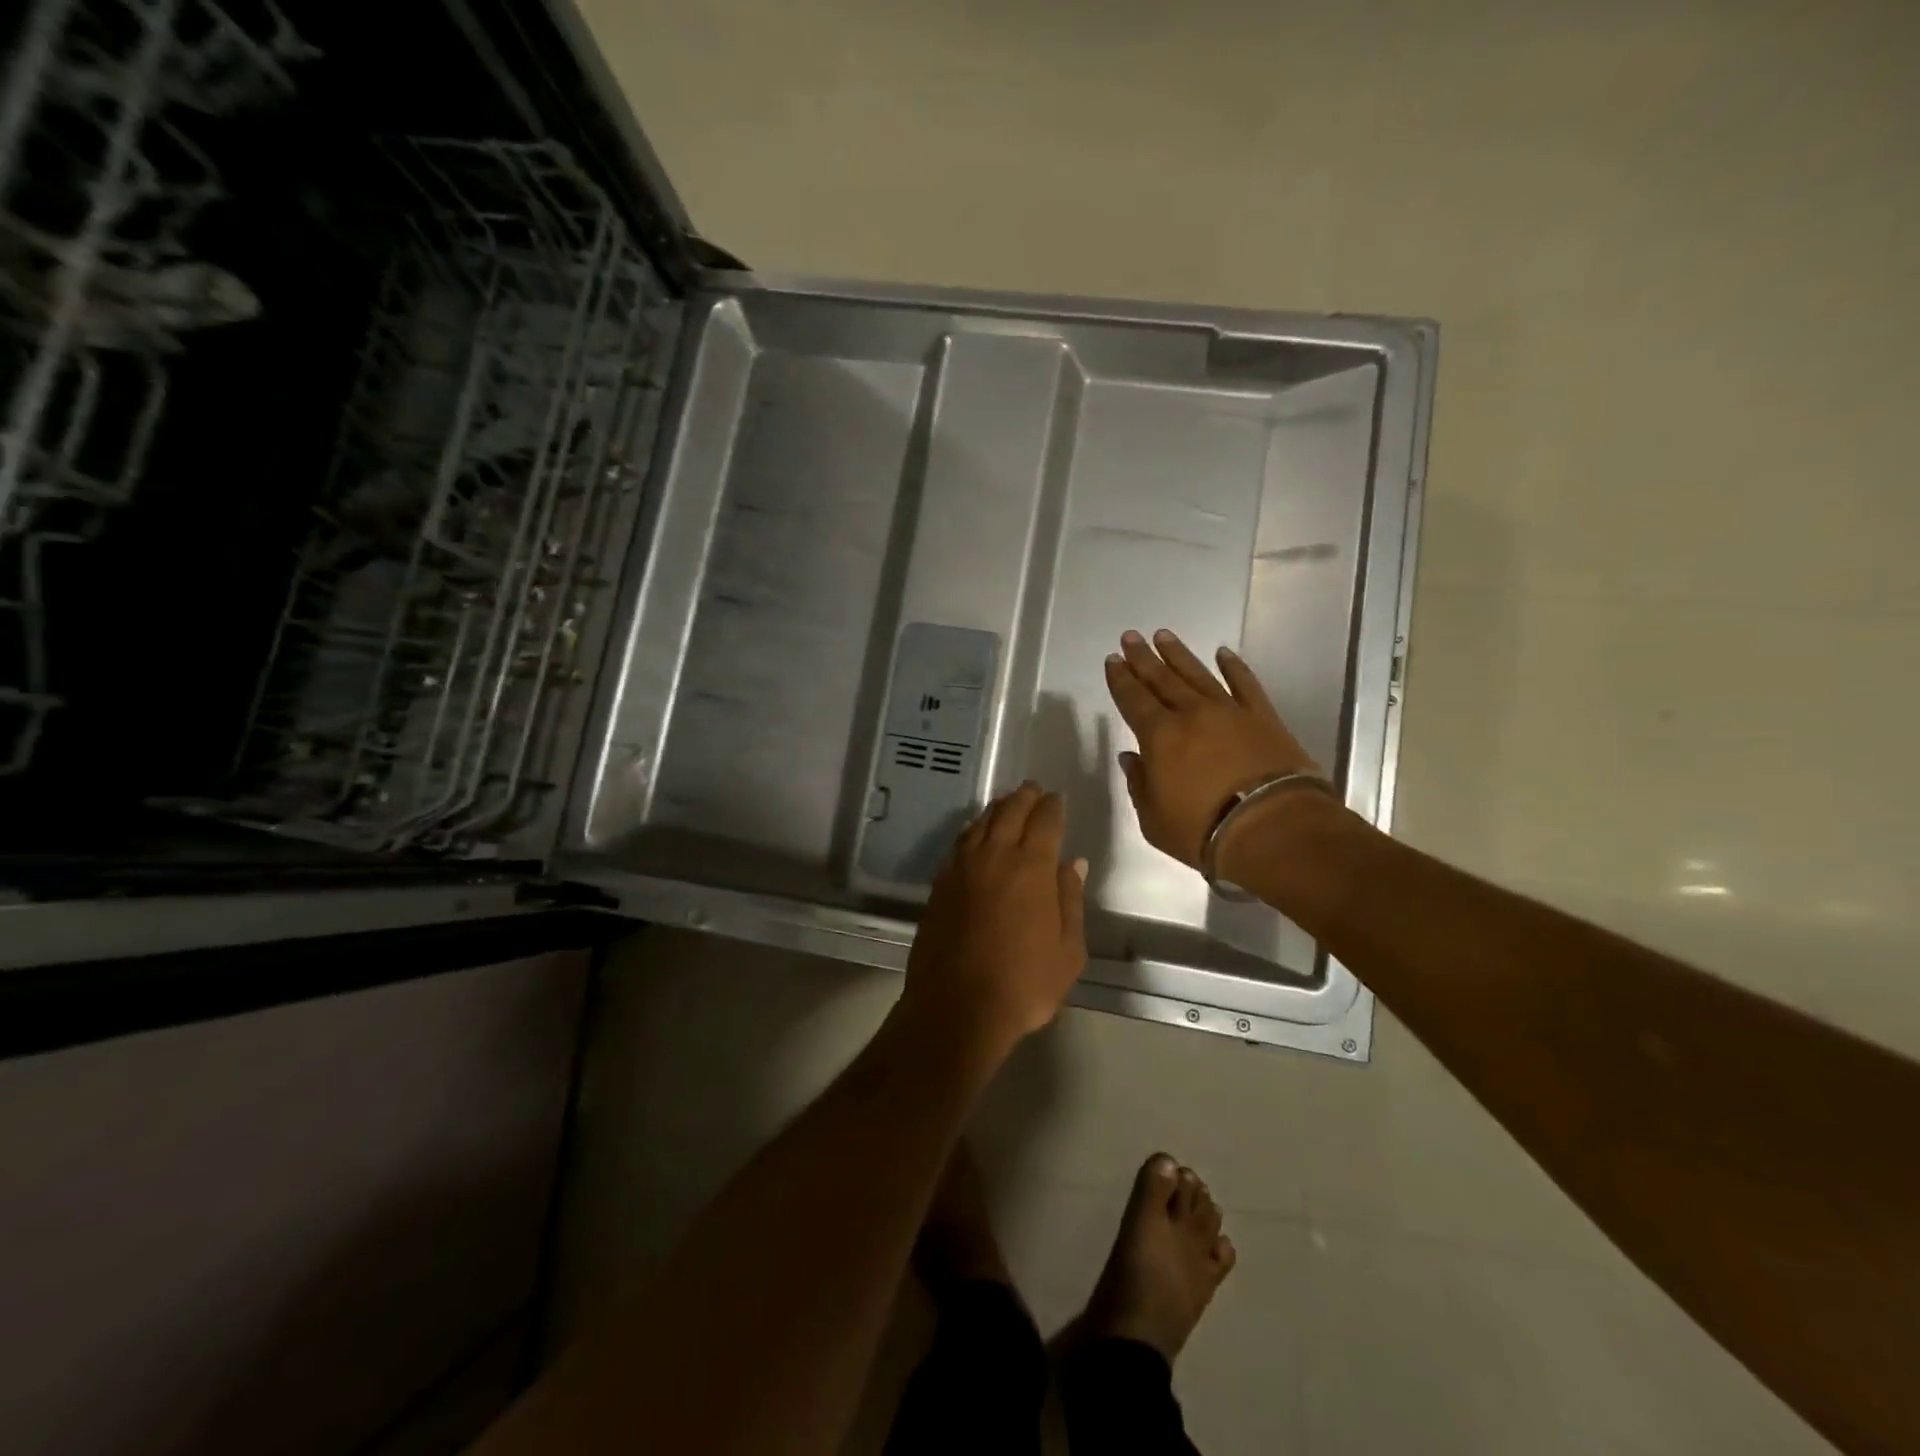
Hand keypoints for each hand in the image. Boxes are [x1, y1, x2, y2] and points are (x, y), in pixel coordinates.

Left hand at [902, 782, 1087, 1048]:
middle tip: (1033, 790)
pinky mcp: (940, 883)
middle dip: (1024, 797)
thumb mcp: (1067, 950)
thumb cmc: (1024, 984)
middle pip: (1010, 812)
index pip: (1045, 821)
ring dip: (997, 809)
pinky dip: (973, 830)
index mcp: (1032, 867)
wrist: (957, 1006)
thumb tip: (1073, 863)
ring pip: (980, 823)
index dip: (1053, 807)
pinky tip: (976, 834)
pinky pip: (960, 843)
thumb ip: (1070, 900)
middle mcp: (995, 857)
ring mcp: (963, 868)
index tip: (1057, 799)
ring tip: (1006, 804)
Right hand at [1104, 628, 1322, 867]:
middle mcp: (1191, 714)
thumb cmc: (1203, 830)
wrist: (1272, 827)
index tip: (1113, 660)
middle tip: (1130, 637)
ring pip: (1198, 674)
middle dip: (1143, 658)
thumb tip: (1131, 758)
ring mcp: (1229, 711)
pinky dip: (1234, 667)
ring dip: (1179, 655)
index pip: (1133, 700)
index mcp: (1159, 737)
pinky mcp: (1262, 717)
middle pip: (1162, 679)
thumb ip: (1139, 784)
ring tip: (1163, 635)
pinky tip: (1223, 653)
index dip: (1120, 679)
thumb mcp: (1154, 819)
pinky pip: (1245, 683)